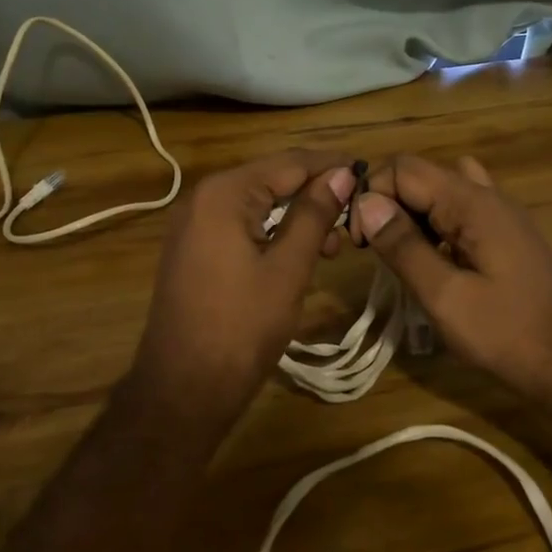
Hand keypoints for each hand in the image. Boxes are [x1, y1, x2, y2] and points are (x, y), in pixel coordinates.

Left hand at [132, 150, 356, 413]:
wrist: (183, 388)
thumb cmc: (241, 327)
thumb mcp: (288, 268)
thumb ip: (314, 214)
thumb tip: (342, 173)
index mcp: (224, 193)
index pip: (289, 163)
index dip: (331, 166)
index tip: (369, 174)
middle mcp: (203, 197)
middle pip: (272, 179)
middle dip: (316, 194)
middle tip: (356, 218)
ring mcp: (193, 223)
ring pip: (258, 203)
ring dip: (297, 216)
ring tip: (334, 245)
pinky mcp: (193, 248)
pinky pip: (241, 224)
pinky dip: (273, 232)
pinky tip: (300, 252)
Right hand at [351, 154, 551, 392]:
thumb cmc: (507, 334)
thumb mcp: (445, 296)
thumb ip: (403, 246)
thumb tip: (366, 204)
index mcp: (472, 202)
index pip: (404, 169)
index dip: (372, 196)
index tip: (358, 241)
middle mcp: (489, 196)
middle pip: (423, 175)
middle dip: (390, 203)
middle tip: (375, 251)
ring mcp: (503, 215)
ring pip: (443, 191)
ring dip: (414, 213)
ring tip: (402, 253)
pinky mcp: (509, 236)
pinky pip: (463, 212)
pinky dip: (438, 225)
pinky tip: (435, 261)